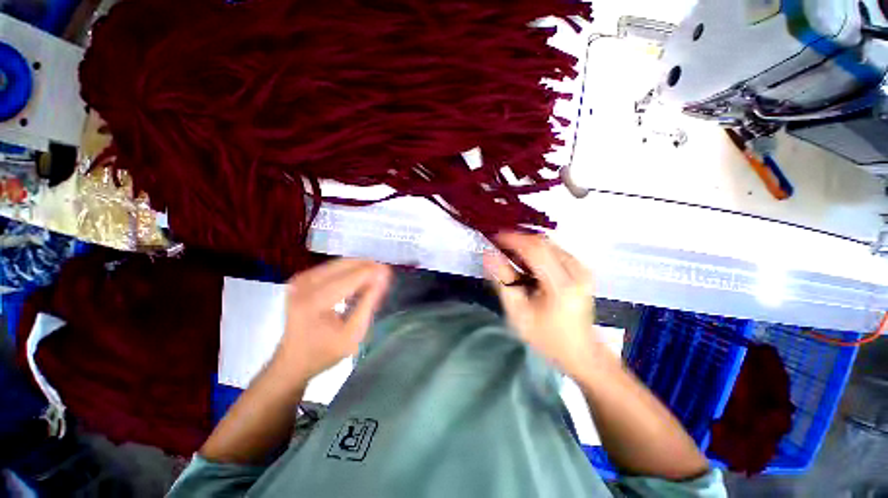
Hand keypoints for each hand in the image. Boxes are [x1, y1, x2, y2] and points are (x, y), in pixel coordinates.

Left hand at [272, 258, 390, 382]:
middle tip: (384, 278)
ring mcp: (301, 279)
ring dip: (360, 269)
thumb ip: (369, 303)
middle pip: (346, 264)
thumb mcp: (353, 333)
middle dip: (369, 268)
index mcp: (315, 301)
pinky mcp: (302, 279)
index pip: (353, 276)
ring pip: (341, 263)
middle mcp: (305, 284)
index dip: (375, 272)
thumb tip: (383, 278)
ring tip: (372, 283)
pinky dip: (349, 272)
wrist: (292, 360)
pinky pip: (332, 267)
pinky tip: (357, 284)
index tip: (391, 274)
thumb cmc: (324, 352)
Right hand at [483, 232, 597, 378]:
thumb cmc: (546, 337)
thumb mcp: (518, 313)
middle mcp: (577, 271)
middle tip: (498, 244)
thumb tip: (488, 254)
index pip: (534, 249)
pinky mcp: (582, 269)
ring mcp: (582, 268)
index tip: (493, 237)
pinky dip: (537, 250)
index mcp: (561, 285)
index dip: (512, 239)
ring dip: (526, 244)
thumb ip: (502, 281)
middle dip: (518, 239)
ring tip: (509, 252)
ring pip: (549, 243)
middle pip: (542, 242)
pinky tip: (525, 260)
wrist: (580, 352)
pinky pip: (555, 250)